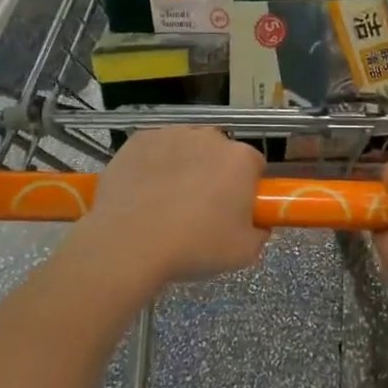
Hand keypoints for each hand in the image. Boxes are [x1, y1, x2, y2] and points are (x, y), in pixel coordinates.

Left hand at [79, 128, 267, 284]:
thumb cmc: (193, 247)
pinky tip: (144, 192)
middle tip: (200, 209)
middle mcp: (210, 137)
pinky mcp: (139, 139)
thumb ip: (259, 233)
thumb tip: (257, 225)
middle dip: (215, 173)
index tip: (233, 210)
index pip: (254, 166)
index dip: (246, 188)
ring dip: (184, 166)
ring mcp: (172, 134)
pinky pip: (155, 149)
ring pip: (186, 148)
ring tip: (166, 202)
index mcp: (241, 159)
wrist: (128, 244)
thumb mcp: (243, 253)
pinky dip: (154, 165)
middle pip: (220, 153)